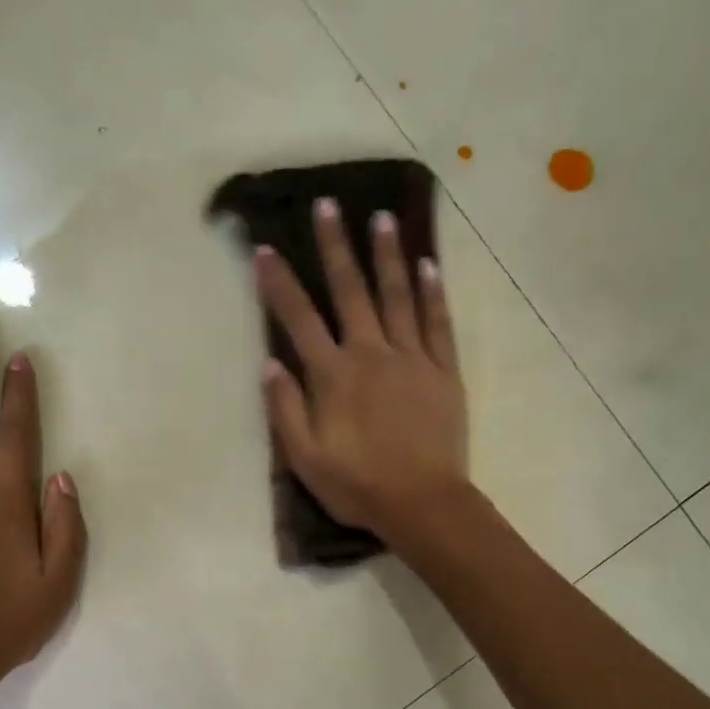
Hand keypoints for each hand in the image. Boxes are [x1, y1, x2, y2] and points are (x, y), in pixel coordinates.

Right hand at [256, 198, 469, 537]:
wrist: (422, 503)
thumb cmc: (357, 486)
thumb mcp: (305, 459)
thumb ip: (285, 410)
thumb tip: (271, 364)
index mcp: (333, 376)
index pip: (299, 320)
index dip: (279, 284)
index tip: (265, 249)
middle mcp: (371, 354)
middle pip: (350, 292)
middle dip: (336, 247)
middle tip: (328, 205)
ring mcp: (412, 359)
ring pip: (397, 296)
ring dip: (387, 255)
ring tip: (381, 218)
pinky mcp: (443, 371)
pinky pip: (438, 323)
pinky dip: (432, 293)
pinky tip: (428, 265)